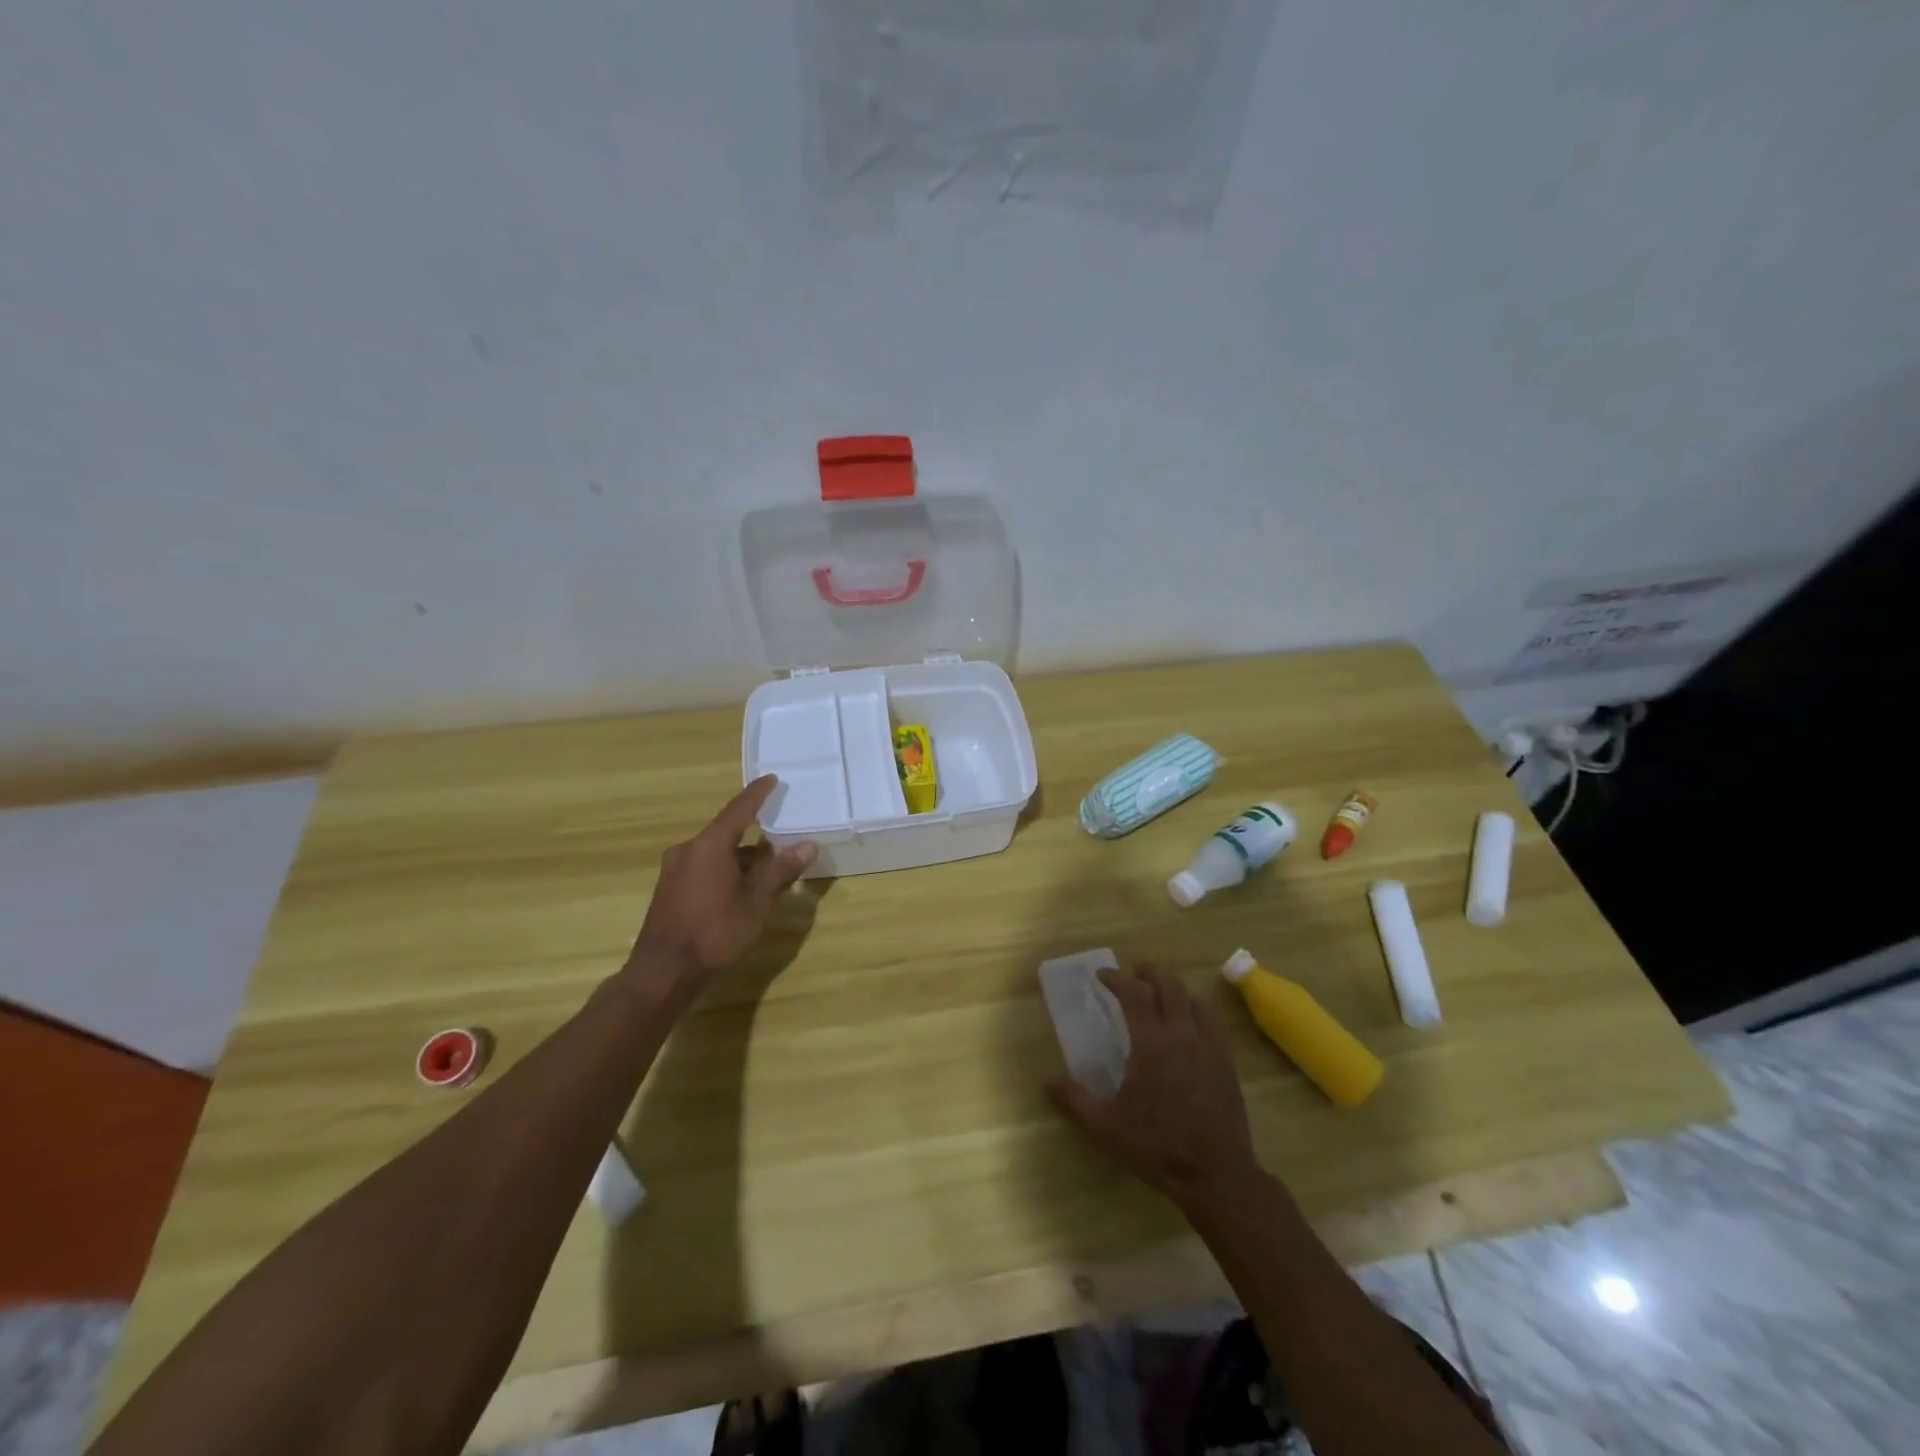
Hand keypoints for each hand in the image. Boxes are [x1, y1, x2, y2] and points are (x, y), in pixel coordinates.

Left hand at [629, 776, 816, 980]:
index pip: (739, 810)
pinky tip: (741, 886)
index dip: (757, 794)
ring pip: (715, 853)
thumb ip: (781, 871)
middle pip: (726, 832)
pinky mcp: (669, 890)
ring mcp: (674, 870)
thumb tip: (808, 845)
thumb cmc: (715, 932)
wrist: (663, 972)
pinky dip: (725, 869)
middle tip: (779, 832)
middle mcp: (688, 850)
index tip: (772, 779)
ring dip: (740, 856)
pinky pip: (703, 867)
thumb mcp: (756, 903)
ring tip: (767, 866)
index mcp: (709, 845)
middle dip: (753, 833)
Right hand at [1049, 963, 1263, 1213]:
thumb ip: (1075, 1100)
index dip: (1117, 978)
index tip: (1102, 976)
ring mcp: (1210, 1046)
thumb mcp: (1106, 1128)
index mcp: (1152, 1043)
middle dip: (1149, 973)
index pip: (1134, 993)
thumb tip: (1047, 1081)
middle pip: (1169, 985)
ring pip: (1193, 998)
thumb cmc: (1157, 1147)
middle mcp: (1183, 1034)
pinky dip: (1196, 1008)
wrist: (1217, 1175)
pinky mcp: (1227, 1062)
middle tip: (1134, 973)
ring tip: (1160, 992)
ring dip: (1174, 987)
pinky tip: (1190, 1020)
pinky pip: (1212, 1020)